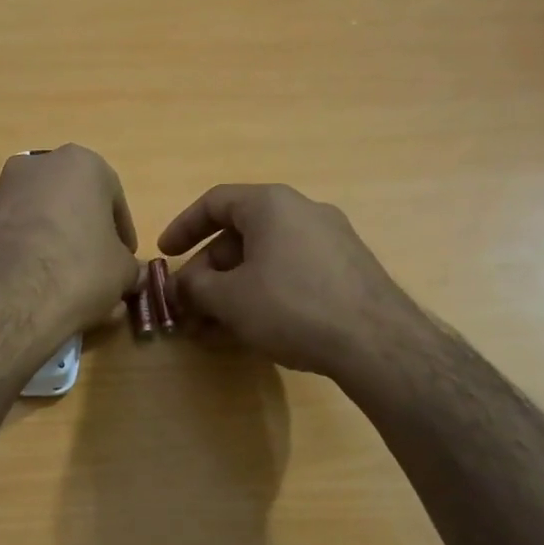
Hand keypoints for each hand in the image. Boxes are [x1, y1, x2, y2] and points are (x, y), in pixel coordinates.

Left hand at [0, 146, 140, 346]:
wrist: (10, 298)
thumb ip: (128, 265)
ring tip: (64, 280)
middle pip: (71, 201)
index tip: (124, 258)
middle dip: (84, 231)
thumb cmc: (80, 269)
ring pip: (39, 215)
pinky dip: (26, 251)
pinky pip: (14, 233)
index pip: (113, 198)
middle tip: (95, 266)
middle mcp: (37, 165)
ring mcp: (1, 190)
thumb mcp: (122, 272)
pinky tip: (35, 284)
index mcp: (82, 163)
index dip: (121, 232)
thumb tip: (127, 274)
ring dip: (53, 240)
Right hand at [159, 184, 425, 382]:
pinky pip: (293, 272)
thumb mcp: (229, 298)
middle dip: (209, 270)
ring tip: (216, 325)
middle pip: (241, 234)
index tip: (166, 254)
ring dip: (234, 287)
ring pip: (267, 257)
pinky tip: (255, 328)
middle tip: (191, 303)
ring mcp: (331, 240)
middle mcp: (303, 211)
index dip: (184, 227)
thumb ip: (196, 286)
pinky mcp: (348, 269)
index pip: (215, 202)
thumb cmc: (292, 306)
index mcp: (271, 204)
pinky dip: (266, 292)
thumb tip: (182, 287)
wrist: (377, 342)